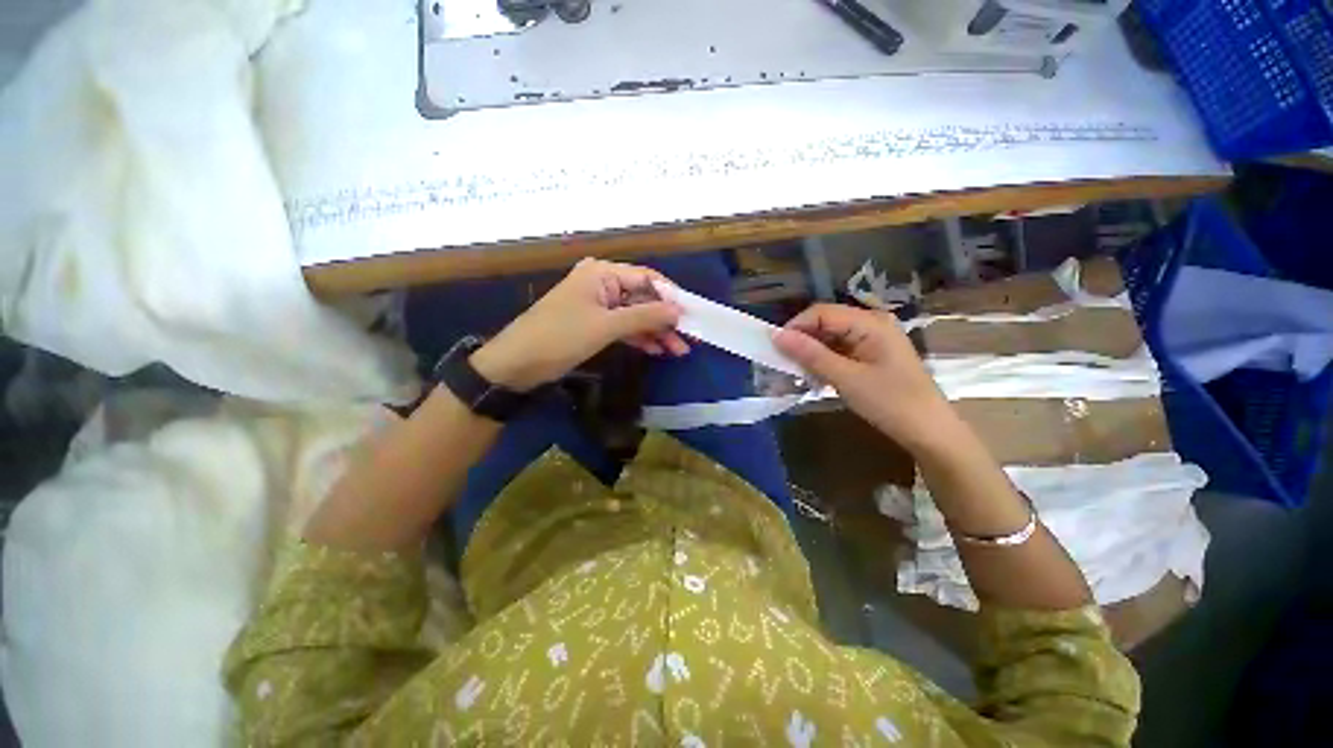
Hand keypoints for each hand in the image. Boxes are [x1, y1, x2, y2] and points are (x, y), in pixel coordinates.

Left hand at [470, 259, 689, 391]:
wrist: (517, 364)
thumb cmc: (560, 337)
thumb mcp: (606, 326)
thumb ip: (645, 316)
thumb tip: (679, 311)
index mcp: (602, 274)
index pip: (647, 278)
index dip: (671, 297)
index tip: (692, 316)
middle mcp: (602, 284)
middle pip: (643, 298)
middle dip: (665, 320)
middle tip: (687, 340)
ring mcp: (598, 305)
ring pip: (635, 315)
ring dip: (655, 332)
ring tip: (677, 351)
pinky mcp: (594, 325)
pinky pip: (623, 327)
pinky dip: (639, 338)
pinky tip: (656, 350)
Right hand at [773, 303, 955, 450]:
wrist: (929, 432)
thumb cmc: (890, 403)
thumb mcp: (846, 378)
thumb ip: (811, 355)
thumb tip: (776, 335)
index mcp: (870, 322)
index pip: (822, 312)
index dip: (796, 327)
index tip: (775, 348)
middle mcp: (872, 324)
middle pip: (826, 323)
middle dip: (803, 341)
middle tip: (783, 363)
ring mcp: (873, 339)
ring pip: (831, 338)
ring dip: (811, 353)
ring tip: (797, 373)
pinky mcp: (872, 355)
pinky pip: (840, 350)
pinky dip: (824, 361)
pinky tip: (815, 376)